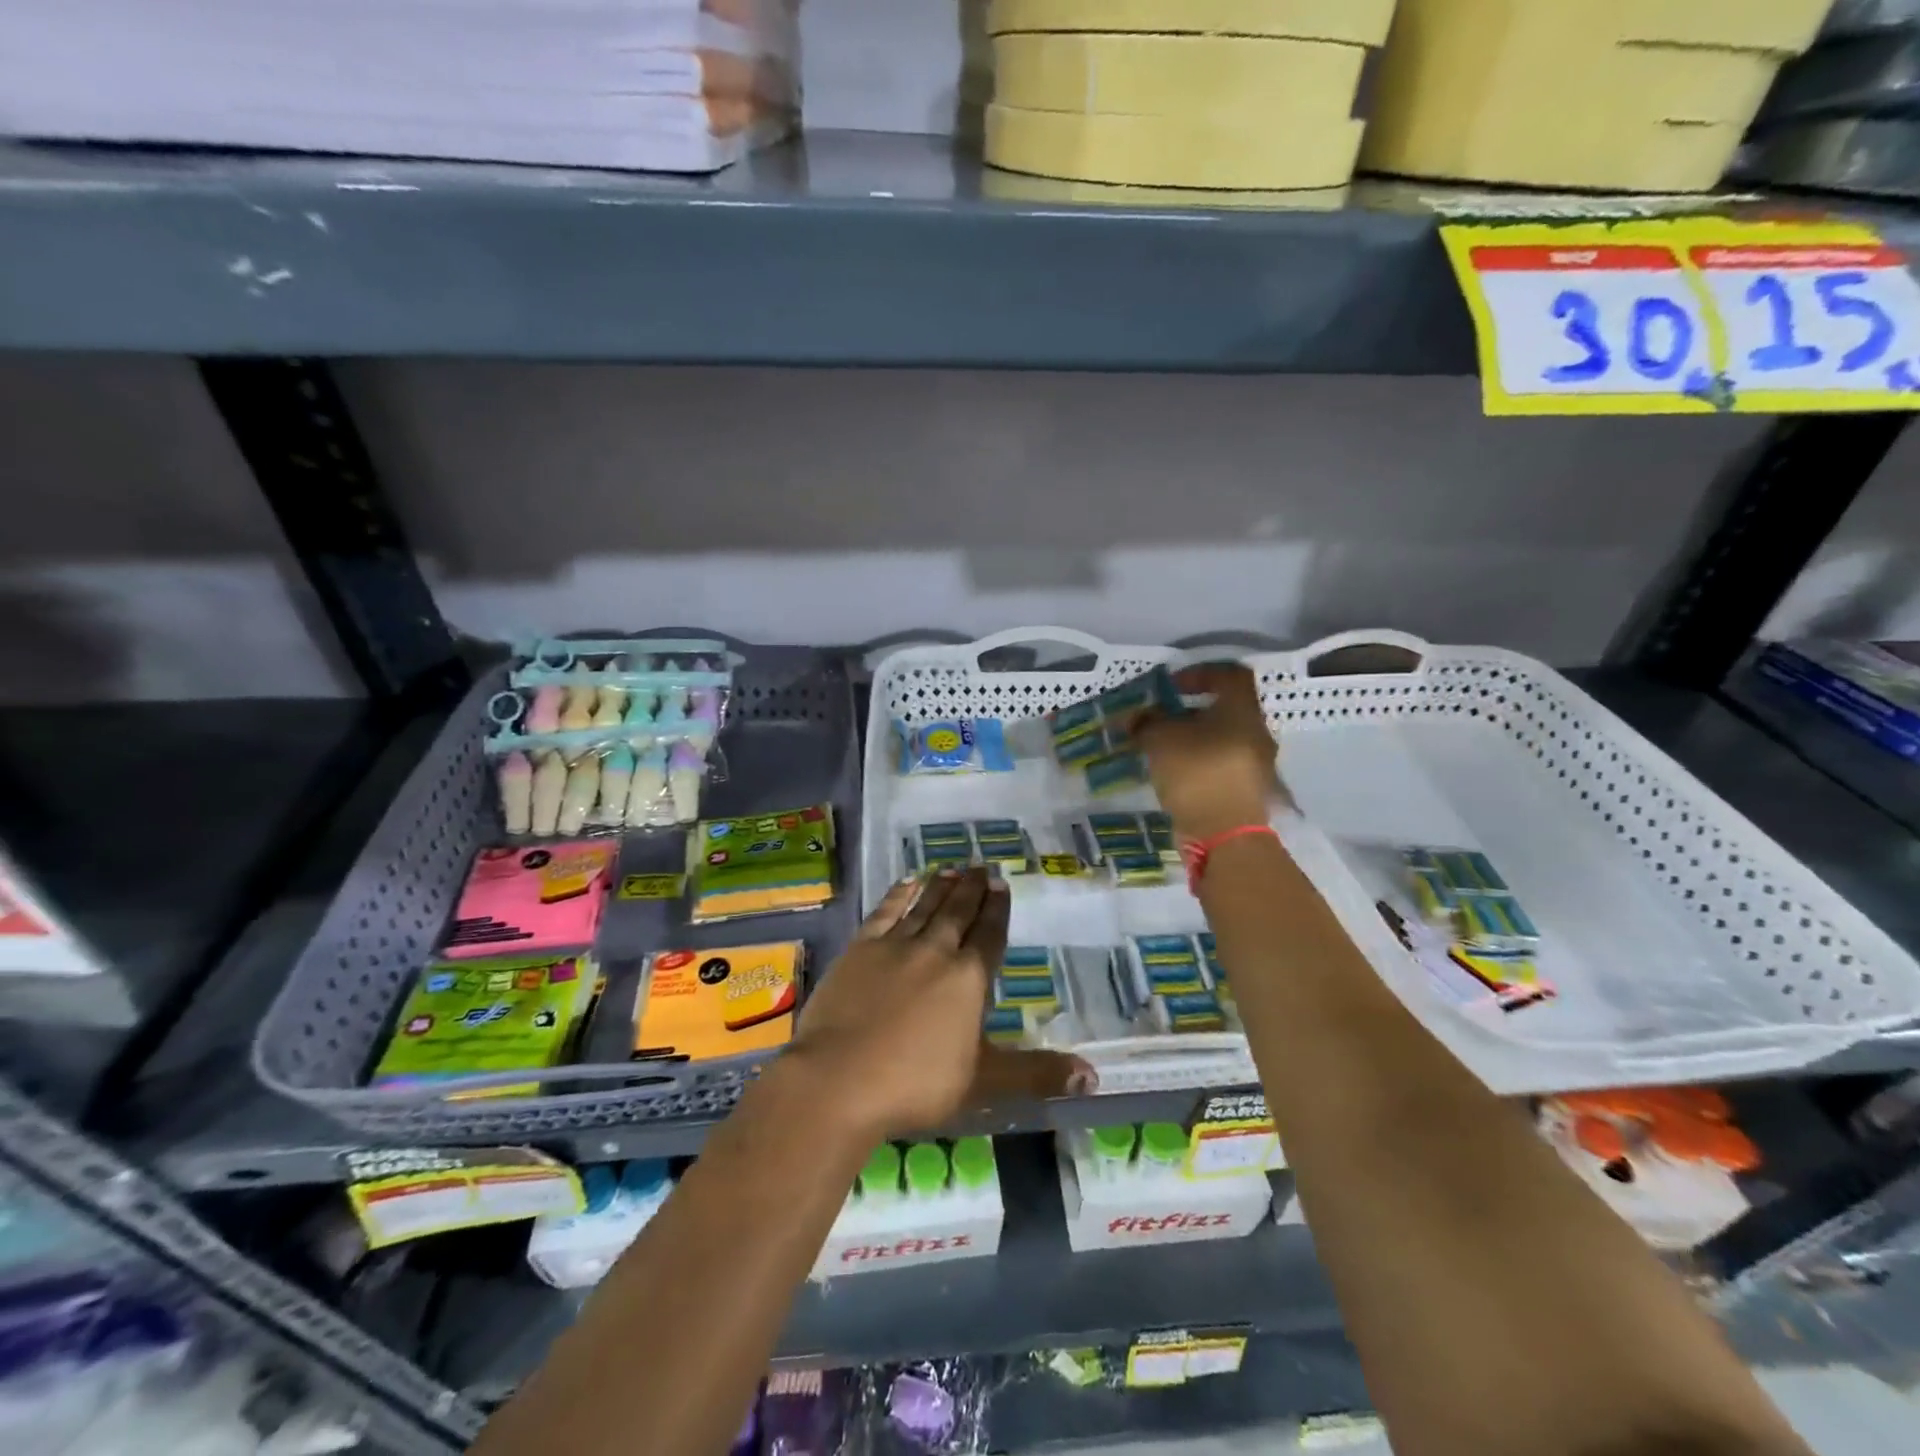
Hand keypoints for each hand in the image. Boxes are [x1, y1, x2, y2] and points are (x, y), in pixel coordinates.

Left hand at [787, 868, 1094, 1140]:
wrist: (839, 1080)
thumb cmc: (916, 1085)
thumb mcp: (984, 1084)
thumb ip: (1037, 1074)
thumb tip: (1093, 1075)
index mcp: (968, 979)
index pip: (989, 936)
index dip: (997, 910)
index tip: (1002, 884)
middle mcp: (936, 952)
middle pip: (958, 913)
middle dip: (972, 889)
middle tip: (981, 865)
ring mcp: (895, 947)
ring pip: (925, 907)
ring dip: (941, 886)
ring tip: (952, 867)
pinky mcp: (859, 949)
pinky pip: (885, 912)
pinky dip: (899, 895)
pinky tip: (907, 882)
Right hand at [1135, 662, 1284, 839]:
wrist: (1225, 834)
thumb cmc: (1196, 772)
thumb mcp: (1160, 740)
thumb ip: (1146, 722)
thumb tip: (1136, 716)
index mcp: (1242, 709)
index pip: (1228, 675)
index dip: (1198, 674)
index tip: (1171, 686)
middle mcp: (1255, 731)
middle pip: (1223, 709)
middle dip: (1189, 711)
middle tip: (1160, 718)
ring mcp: (1255, 763)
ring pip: (1220, 738)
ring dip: (1192, 738)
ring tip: (1161, 748)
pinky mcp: (1246, 789)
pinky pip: (1219, 763)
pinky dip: (1198, 761)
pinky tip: (1174, 771)